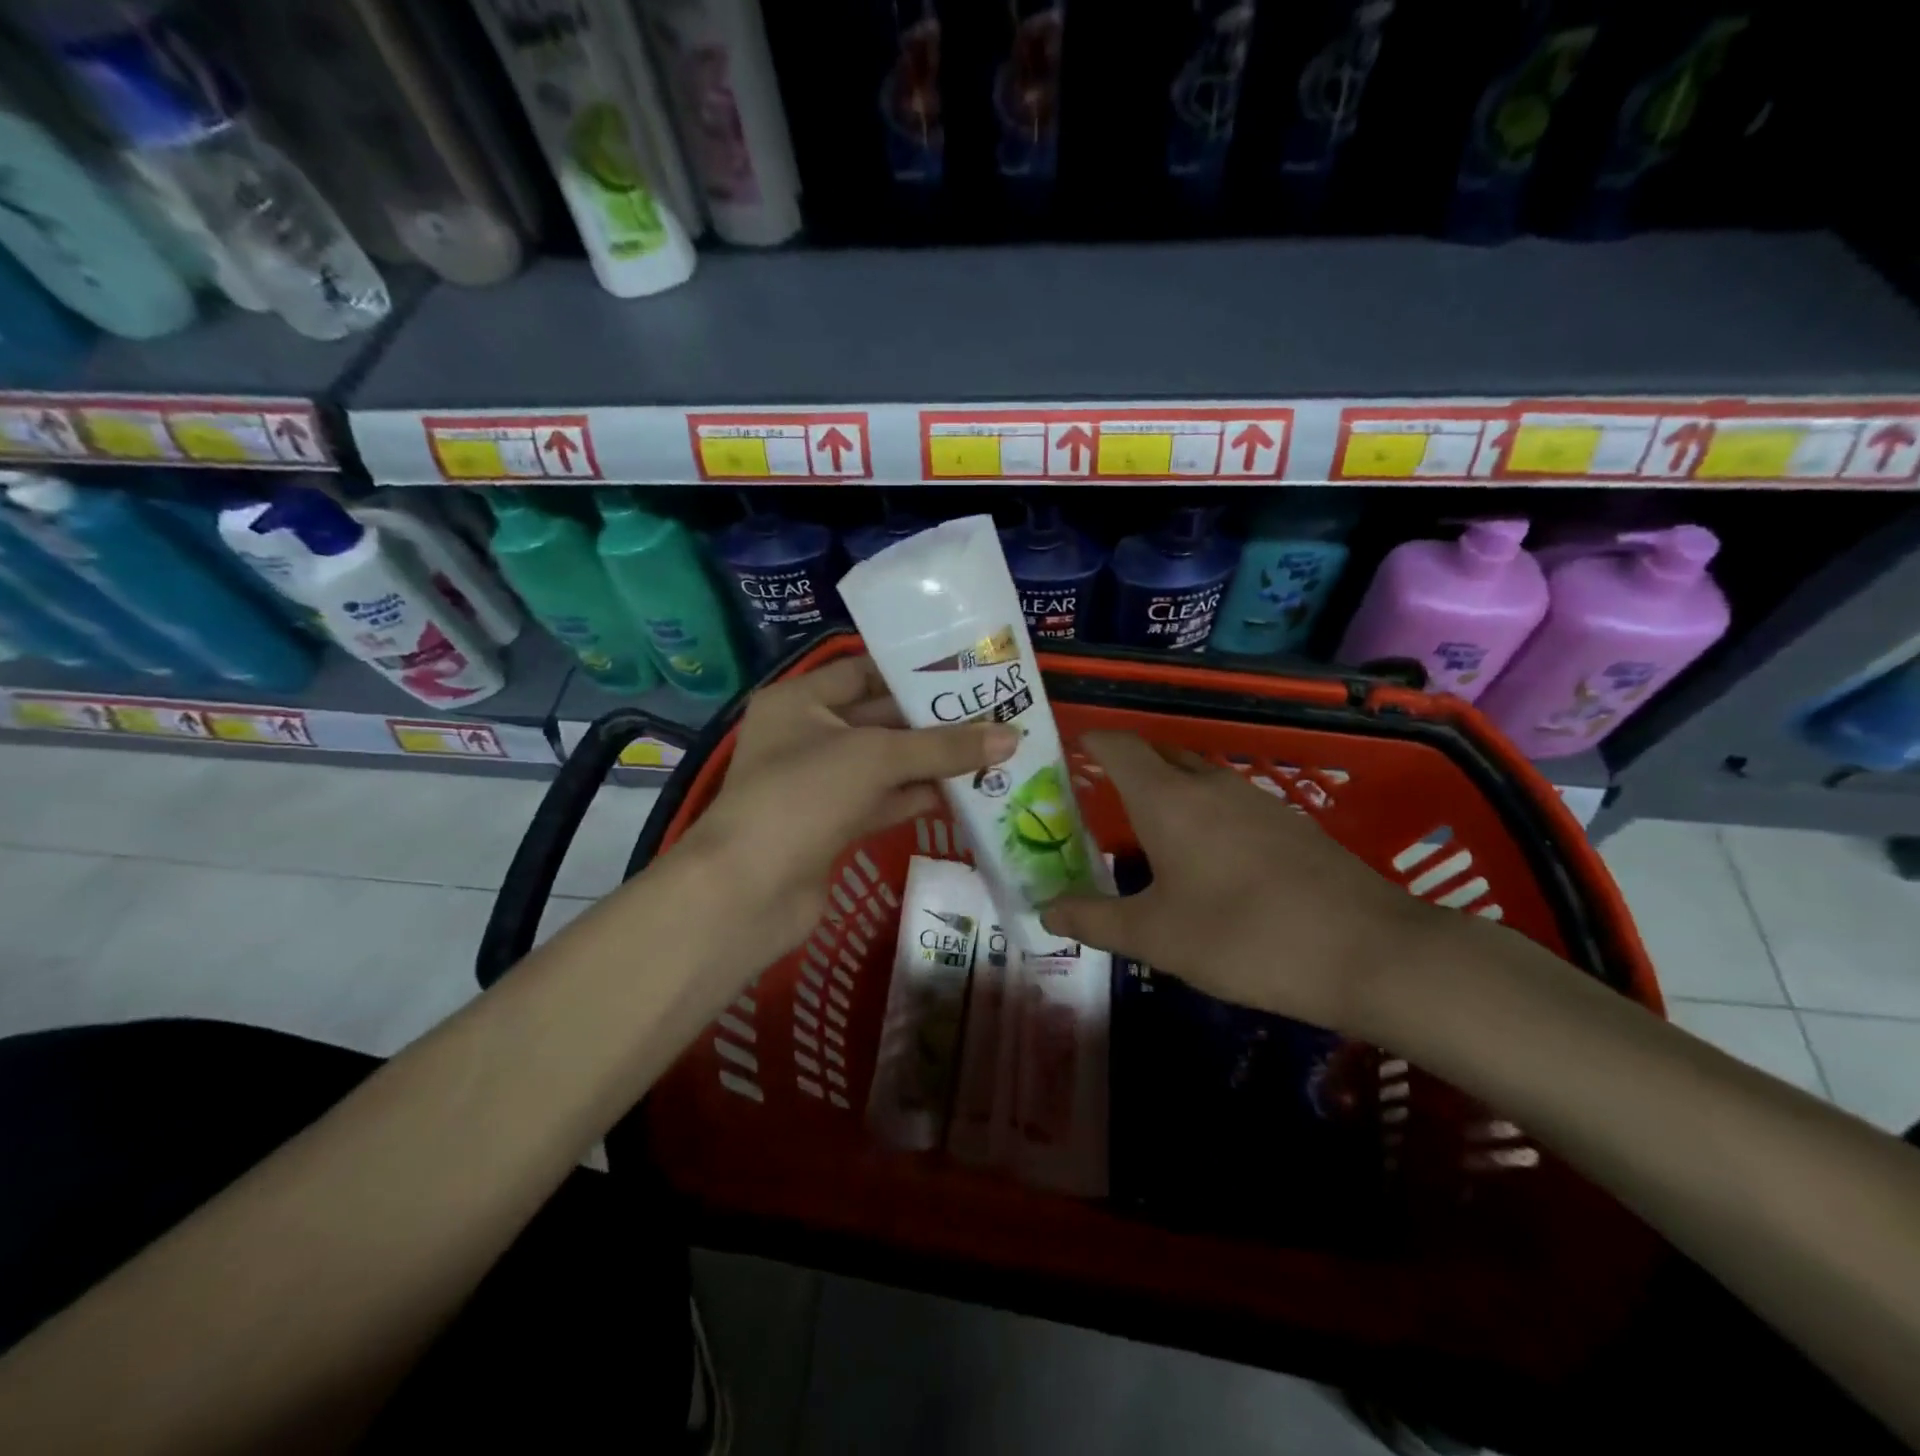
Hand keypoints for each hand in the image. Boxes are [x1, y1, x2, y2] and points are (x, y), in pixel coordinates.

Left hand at [674, 654, 1016, 964]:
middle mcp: (805, 735)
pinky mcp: (831, 825)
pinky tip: (964, 793)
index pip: (862, 671)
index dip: (911, 670)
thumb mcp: (875, 757)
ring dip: (932, 760)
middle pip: (879, 718)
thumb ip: (944, 746)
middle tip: (992, 712)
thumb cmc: (803, 796)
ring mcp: (817, 784)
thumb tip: (1012, 738)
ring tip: (990, 750)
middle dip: (932, 720)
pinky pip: (882, 800)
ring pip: (884, 763)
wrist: (747, 892)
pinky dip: (918, 796)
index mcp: (799, 701)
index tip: (965, 671)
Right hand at [1038, 732, 1460, 1034]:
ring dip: (1167, 793)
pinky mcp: (1291, 823)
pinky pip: (1230, 803)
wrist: (1370, 951)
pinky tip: (1209, 861)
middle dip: (1126, 769)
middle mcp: (1211, 785)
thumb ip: (1093, 920)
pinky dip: (1204, 815)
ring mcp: (1257, 800)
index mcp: (1168, 799)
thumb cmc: (1243, 937)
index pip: (1119, 746)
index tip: (1068, 754)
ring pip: (1197, 779)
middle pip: (1158, 757)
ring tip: (1148, 833)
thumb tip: (1044, 910)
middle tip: (1098, 801)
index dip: (1091, 743)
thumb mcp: (1155, 937)